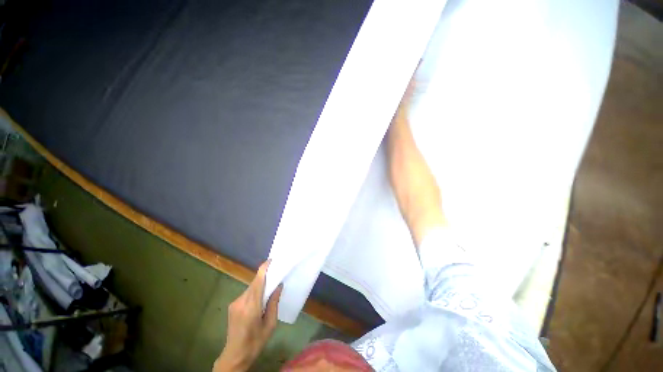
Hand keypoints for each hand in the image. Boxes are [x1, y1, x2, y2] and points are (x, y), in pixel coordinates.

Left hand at [214, 261, 282, 371]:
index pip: (258, 282)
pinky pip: (246, 293)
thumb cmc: (256, 342)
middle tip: (275, 274)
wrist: (235, 355)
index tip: (271, 260)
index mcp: (251, 307)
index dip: (264, 269)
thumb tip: (278, 285)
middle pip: (254, 283)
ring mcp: (235, 303)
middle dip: (265, 276)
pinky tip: (258, 300)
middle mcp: (241, 302)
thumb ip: (274, 303)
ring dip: (259, 285)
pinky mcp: (232, 305)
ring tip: (269, 289)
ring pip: (250, 287)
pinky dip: (254, 292)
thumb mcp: (270, 324)